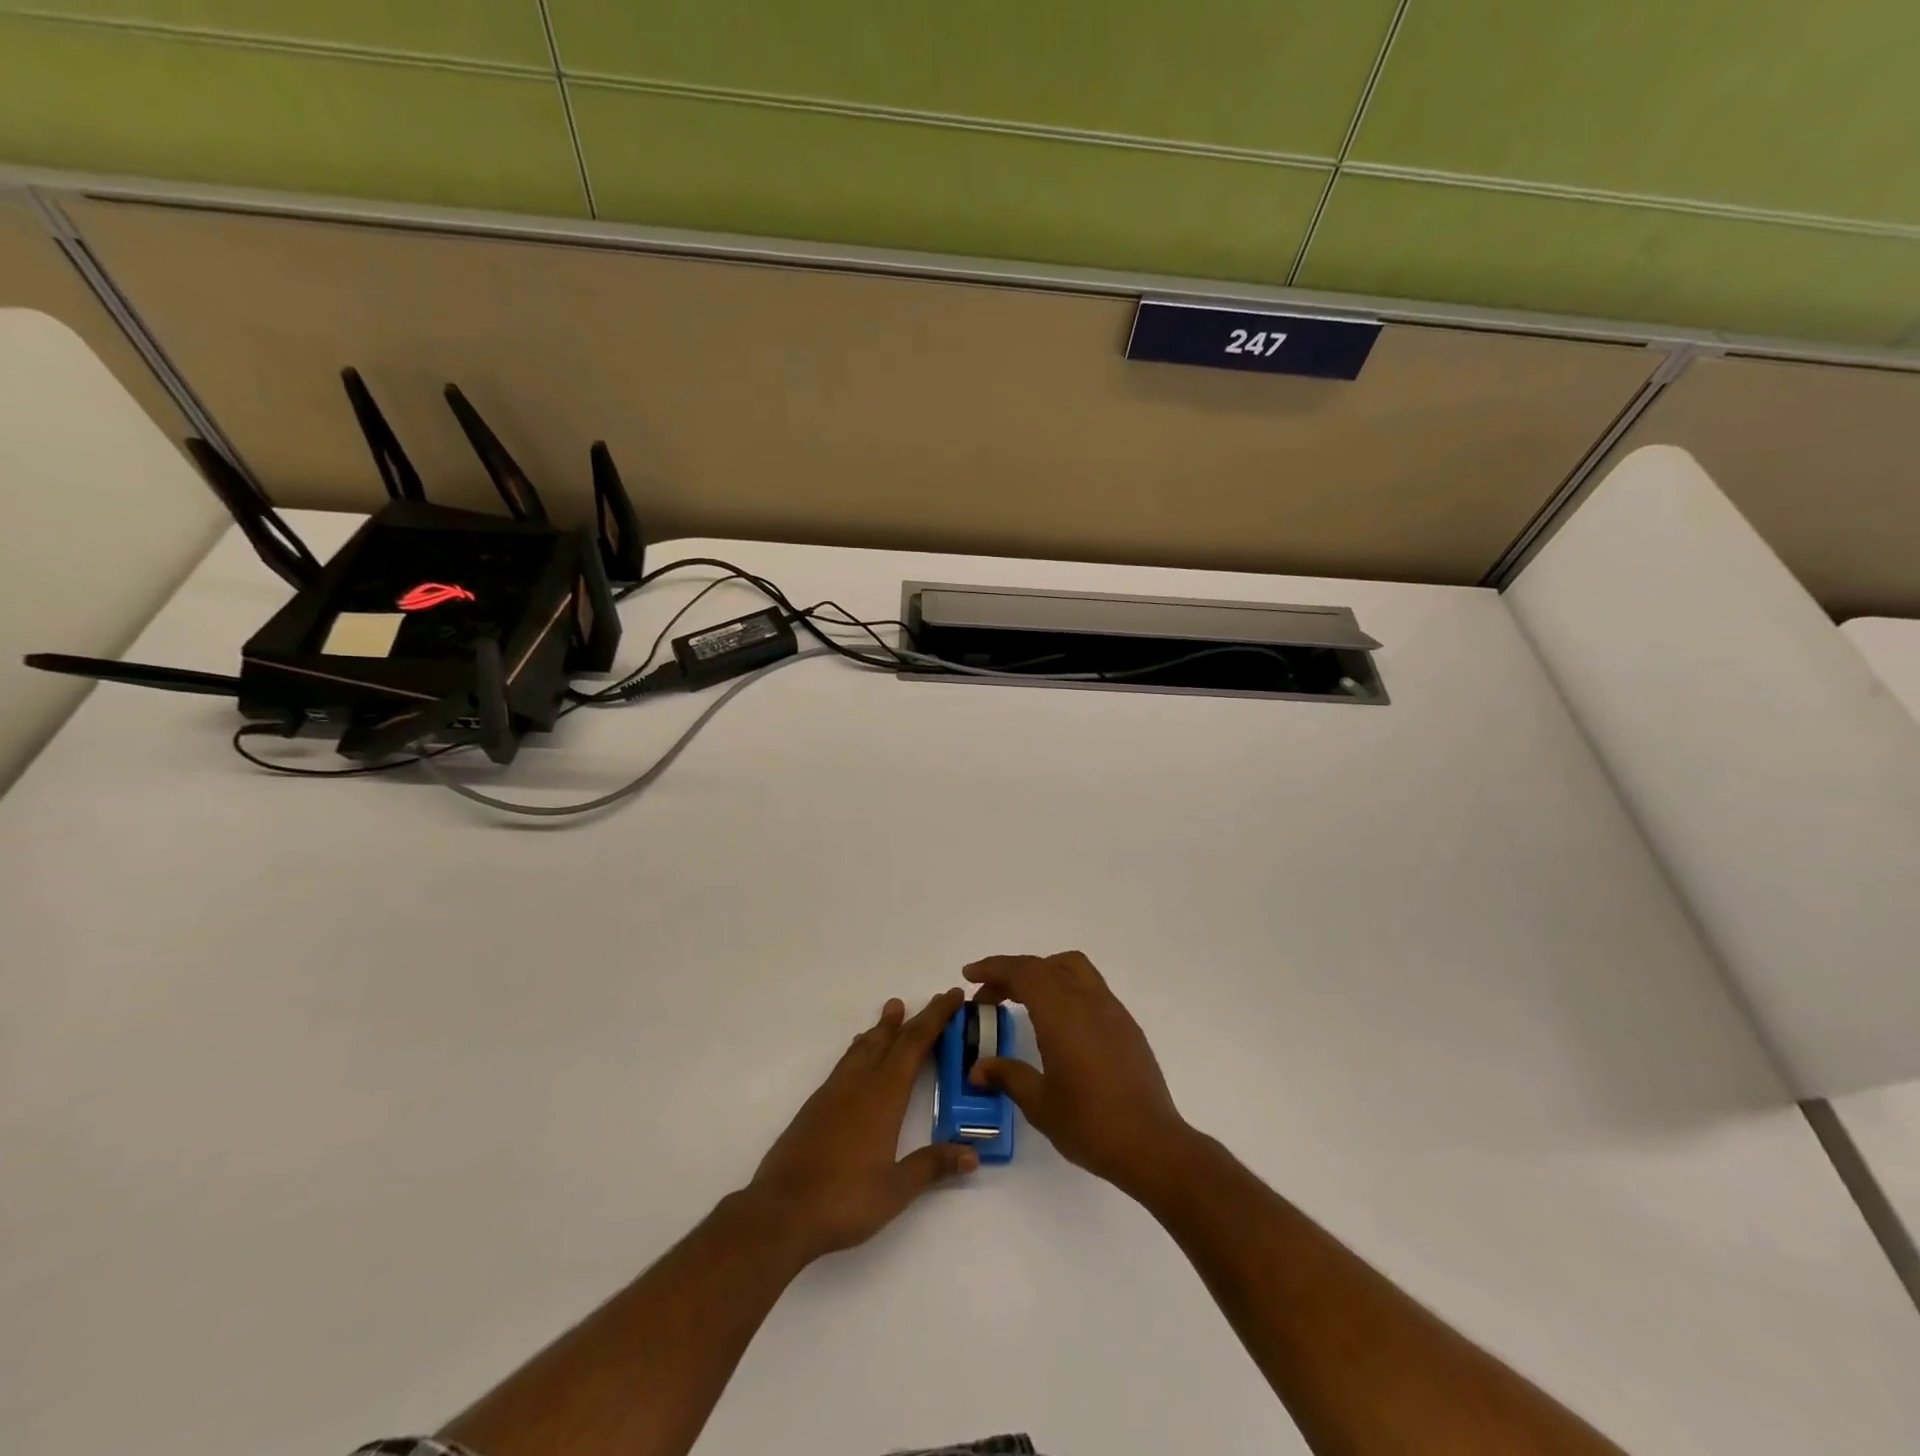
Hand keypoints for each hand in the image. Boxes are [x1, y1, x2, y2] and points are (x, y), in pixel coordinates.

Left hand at [748, 989, 976, 1262]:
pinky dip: (860, 1048)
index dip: (935, 1018)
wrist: (781, 1211)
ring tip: (892, 1012)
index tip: (951, 997)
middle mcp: (859, 1084)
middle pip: (890, 1039)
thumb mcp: (896, 1189)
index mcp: (884, 1095)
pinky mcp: (815, 1106)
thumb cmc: (844, 1199)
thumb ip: (932, 1166)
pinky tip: (858, 1055)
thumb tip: (972, 1154)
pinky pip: (845, 1063)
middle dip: (914, 1018)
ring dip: (881, 1028)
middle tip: (933, 998)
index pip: (914, 1044)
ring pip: (863, 1047)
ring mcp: (833, 1093)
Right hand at [965, 951, 1192, 1197]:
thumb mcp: (1040, 1104)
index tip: (970, 975)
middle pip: (1044, 965)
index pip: (1023, 972)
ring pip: (1072, 968)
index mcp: (1062, 1013)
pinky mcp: (1126, 1024)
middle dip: (1012, 973)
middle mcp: (1087, 1000)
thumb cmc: (1090, 1124)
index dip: (994, 968)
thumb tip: (978, 1068)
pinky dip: (1065, 988)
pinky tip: (1057, 1022)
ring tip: (1023, 999)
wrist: (1152, 1144)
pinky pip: (1090, 987)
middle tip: (989, 996)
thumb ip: (1008, 1076)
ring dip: (1042, 973)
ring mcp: (1111, 1009)